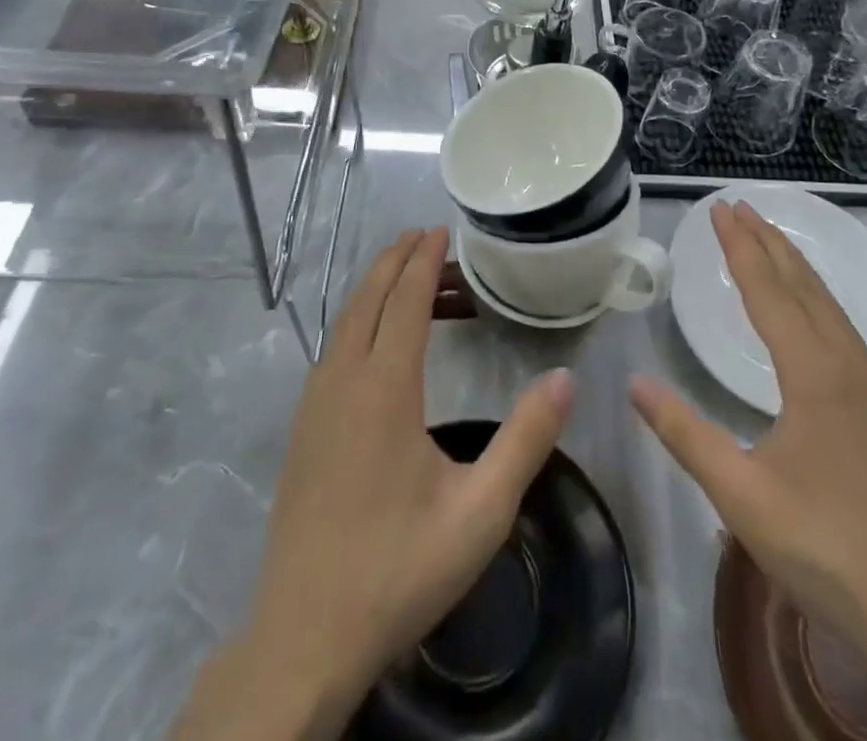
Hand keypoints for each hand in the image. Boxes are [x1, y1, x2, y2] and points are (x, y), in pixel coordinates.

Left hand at [179, 229, 573, 740]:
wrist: (304, 636)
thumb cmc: (398, 569)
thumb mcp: (480, 512)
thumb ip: (526, 441)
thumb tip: (564, 378)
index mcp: (384, 388)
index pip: (405, 301)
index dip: (423, 261)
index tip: (438, 230)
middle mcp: (343, 380)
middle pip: (368, 298)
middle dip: (396, 260)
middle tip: (425, 236)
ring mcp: (314, 403)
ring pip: (345, 321)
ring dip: (376, 289)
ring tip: (410, 278)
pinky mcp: (302, 427)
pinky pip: (333, 348)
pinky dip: (358, 320)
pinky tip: (376, 340)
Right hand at [630, 202, 866, 647]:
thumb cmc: (826, 547)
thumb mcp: (741, 496)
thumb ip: (685, 434)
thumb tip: (635, 382)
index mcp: (813, 374)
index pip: (768, 292)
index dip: (740, 248)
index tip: (720, 208)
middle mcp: (845, 364)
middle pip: (802, 284)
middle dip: (767, 241)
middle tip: (738, 206)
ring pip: (827, 303)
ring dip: (793, 263)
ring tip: (767, 236)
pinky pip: (840, 324)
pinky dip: (813, 294)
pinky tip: (808, 304)